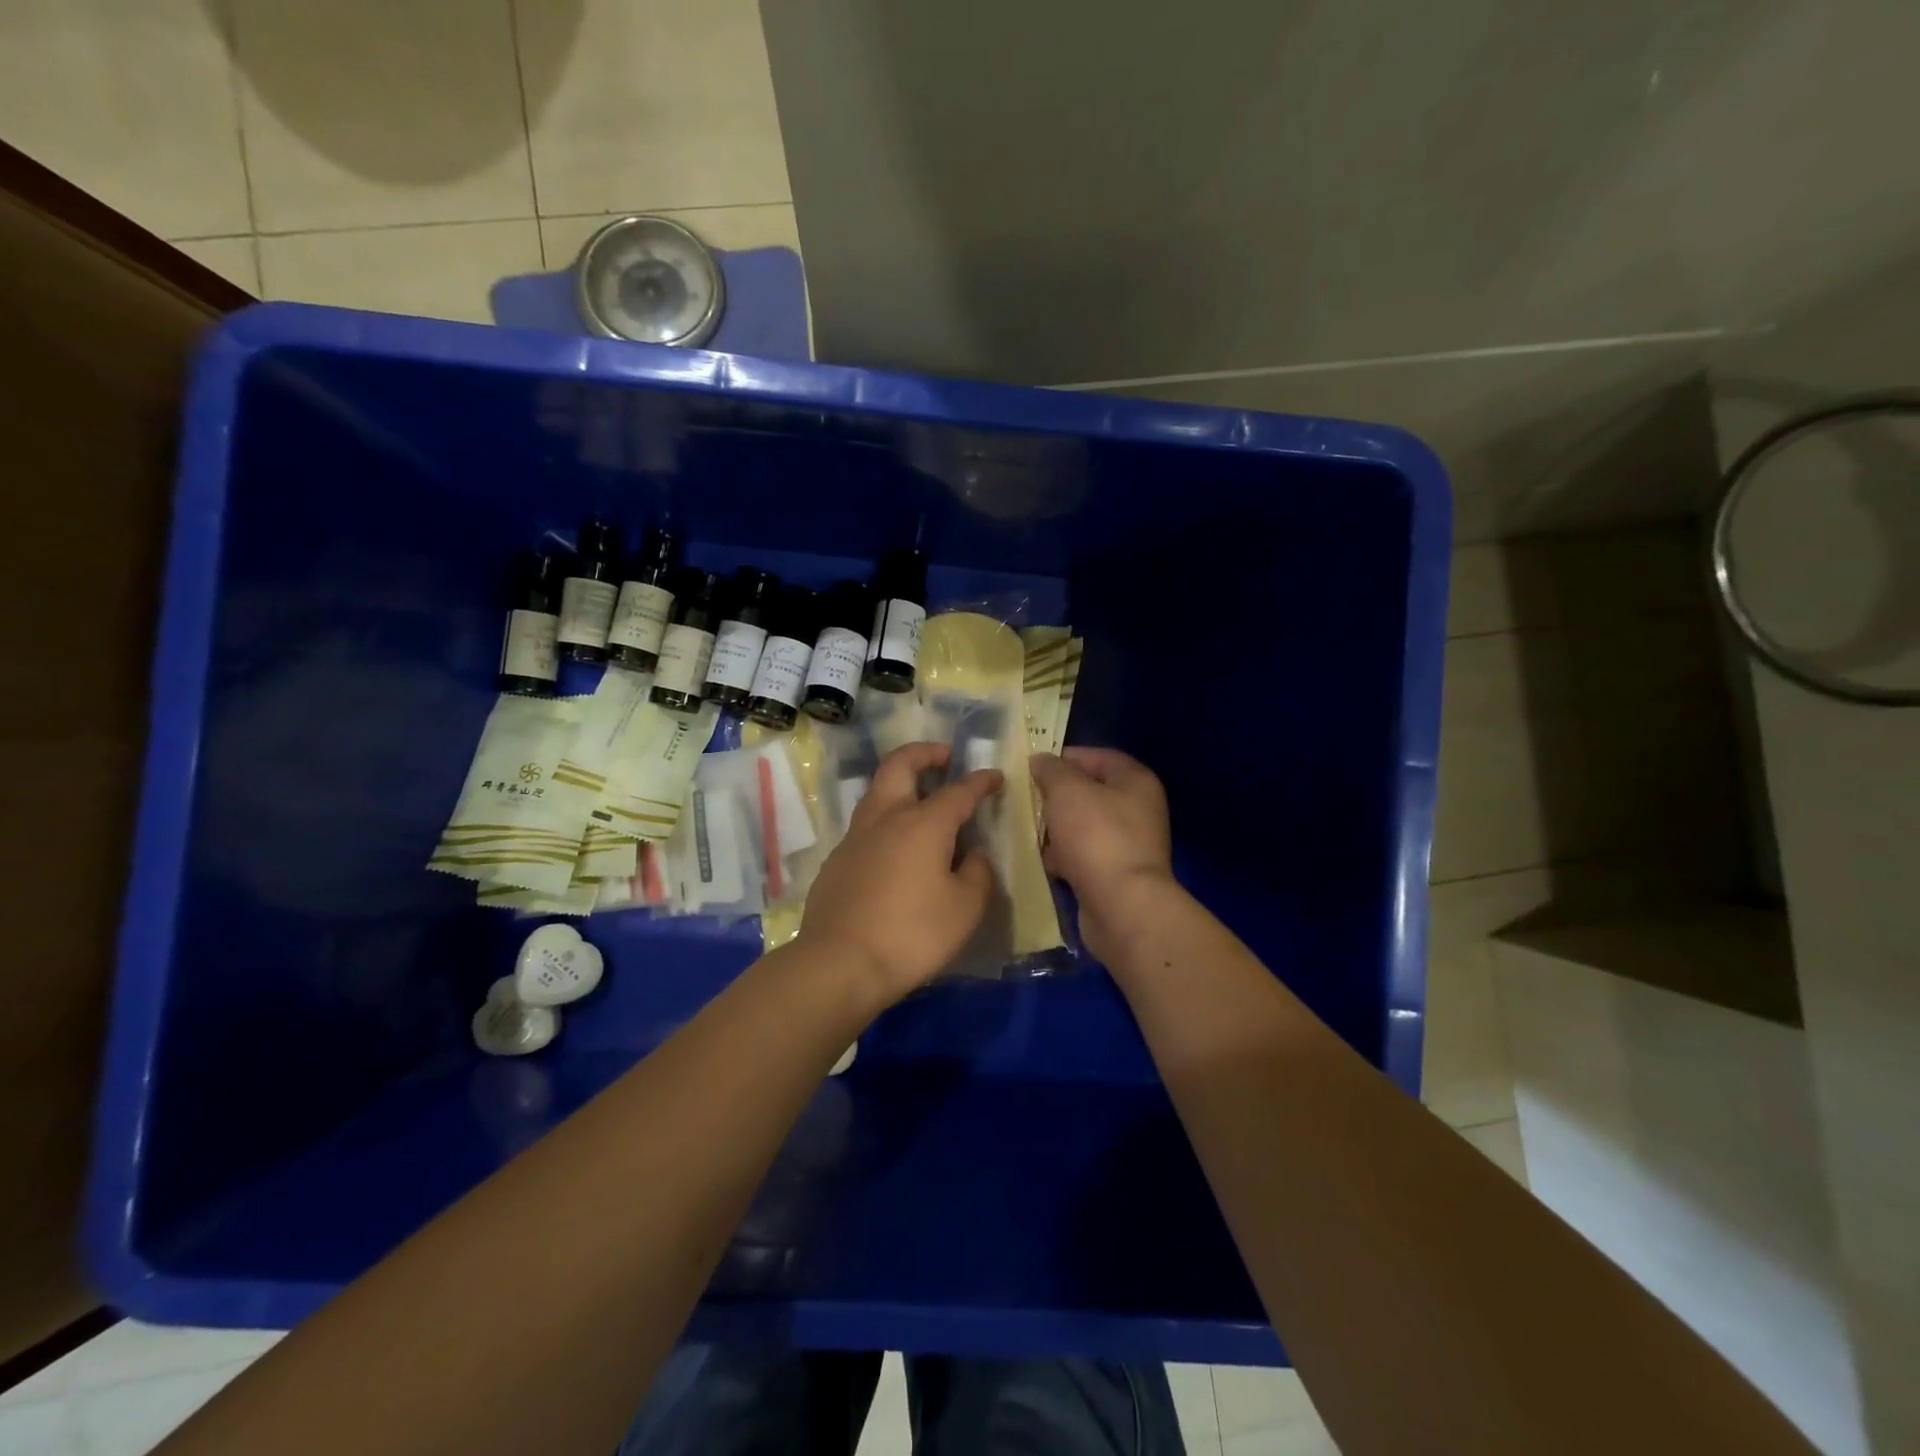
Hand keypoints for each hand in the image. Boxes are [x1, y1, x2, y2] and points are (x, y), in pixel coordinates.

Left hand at [797, 741, 1003, 1003]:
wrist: (840, 963)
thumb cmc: (912, 934)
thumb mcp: (965, 908)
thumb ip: (977, 873)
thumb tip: (973, 854)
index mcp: (923, 823)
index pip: (958, 791)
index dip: (980, 781)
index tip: (994, 777)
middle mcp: (886, 818)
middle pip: (900, 765)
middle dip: (924, 753)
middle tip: (945, 756)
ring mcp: (855, 837)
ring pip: (877, 792)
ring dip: (901, 783)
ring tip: (921, 797)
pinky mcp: (837, 861)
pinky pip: (866, 826)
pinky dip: (886, 819)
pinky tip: (896, 847)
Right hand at [1029, 748, 1173, 963]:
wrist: (1121, 906)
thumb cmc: (1096, 836)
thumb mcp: (1067, 790)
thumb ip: (1051, 770)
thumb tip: (1041, 761)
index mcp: (1135, 781)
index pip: (1098, 757)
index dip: (1065, 757)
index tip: (1032, 767)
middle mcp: (1138, 809)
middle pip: (1090, 792)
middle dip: (1057, 795)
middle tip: (1026, 798)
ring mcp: (1129, 844)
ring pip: (1084, 826)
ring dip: (1057, 827)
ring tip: (1028, 828)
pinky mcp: (1116, 874)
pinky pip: (1084, 855)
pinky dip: (1064, 856)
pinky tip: (1042, 860)